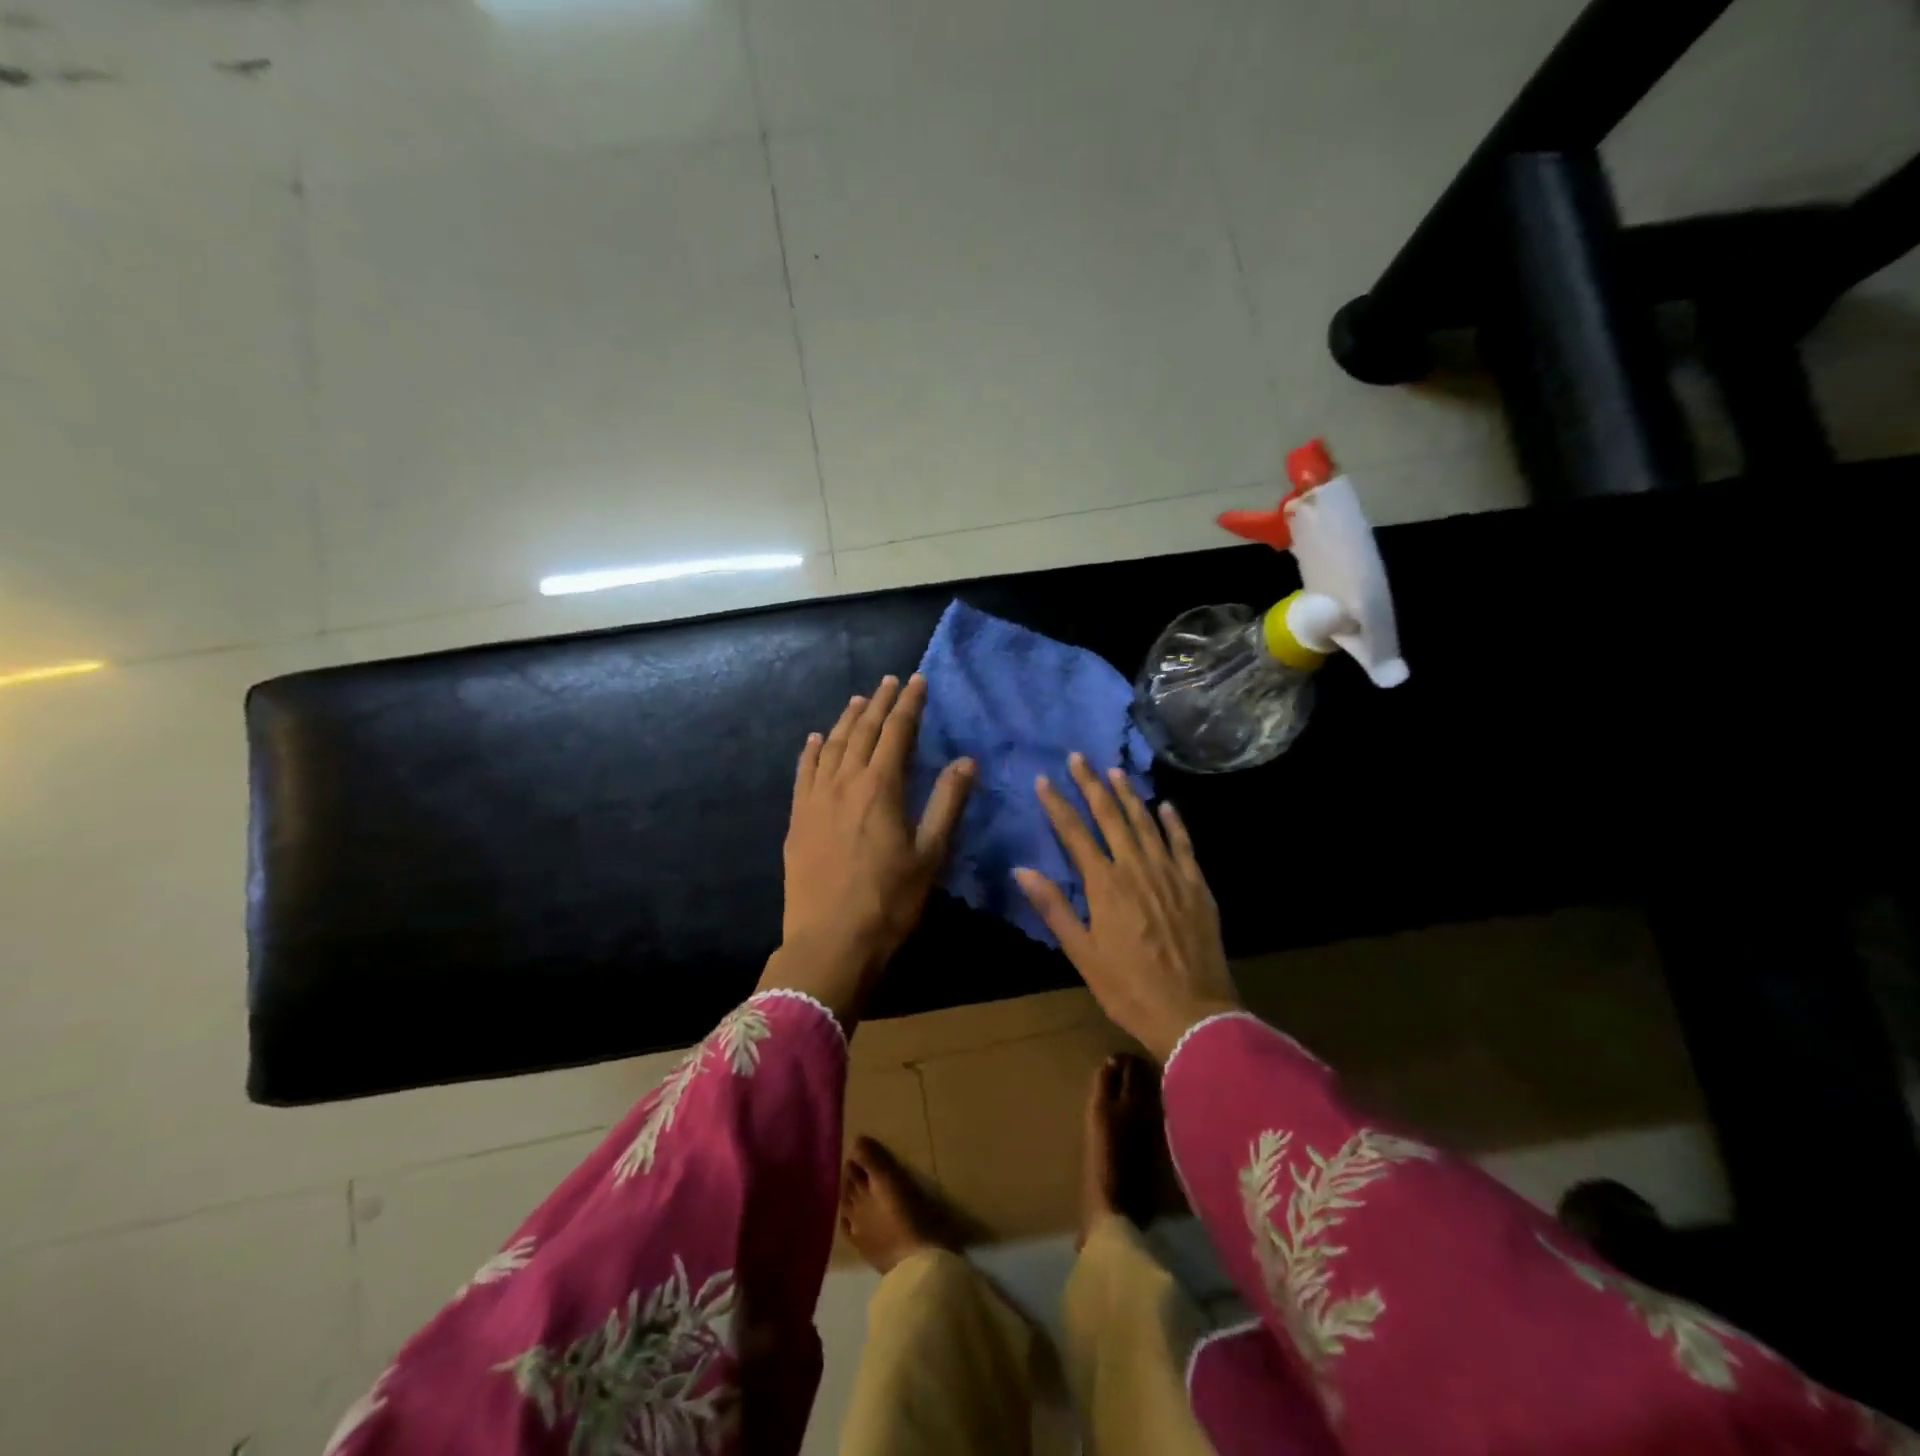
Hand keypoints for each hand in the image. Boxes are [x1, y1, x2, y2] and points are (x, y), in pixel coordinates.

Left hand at [761, 673, 973, 1022]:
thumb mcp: (930, 855)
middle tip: (890, 681)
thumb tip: (966, 760)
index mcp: (881, 788)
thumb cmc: (889, 902)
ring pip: (833, 746)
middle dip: (880, 703)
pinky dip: (812, 751)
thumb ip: (948, 803)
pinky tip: (817, 740)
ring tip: (859, 701)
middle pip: (864, 731)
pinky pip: (804, 773)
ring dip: (848, 720)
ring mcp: (816, 799)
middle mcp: (845, 782)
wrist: (830, 942)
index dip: (909, 705)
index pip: (897, 732)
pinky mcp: (798, 819)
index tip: (917, 681)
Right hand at [1014, 753, 1239, 1061]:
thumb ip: (1054, 908)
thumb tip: (1022, 870)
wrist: (1194, 1014)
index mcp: (1105, 885)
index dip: (1057, 805)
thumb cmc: (1128, 989)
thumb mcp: (1082, 954)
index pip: (1075, 833)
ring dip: (1128, 795)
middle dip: (1091, 784)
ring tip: (1114, 771)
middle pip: (1110, 816)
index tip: (1043, 780)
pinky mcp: (1196, 885)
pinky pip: (1183, 843)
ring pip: (1146, 822)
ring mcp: (1170, 873)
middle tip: (1078, 757)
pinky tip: (1165, 805)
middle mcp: (1137, 868)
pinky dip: (1173, 822)